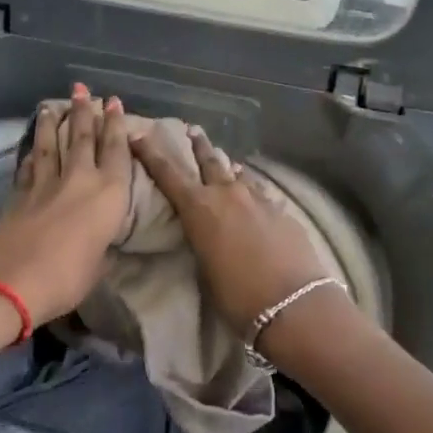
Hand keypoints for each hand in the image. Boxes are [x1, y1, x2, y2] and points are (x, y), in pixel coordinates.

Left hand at [0, 85, 130, 327]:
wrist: (10, 281)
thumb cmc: (66, 278)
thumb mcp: (97, 268)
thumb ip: (102, 250)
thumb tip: (102, 245)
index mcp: (109, 194)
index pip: (116, 150)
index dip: (116, 125)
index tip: (114, 102)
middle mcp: (80, 179)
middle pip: (83, 137)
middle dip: (85, 111)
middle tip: (83, 89)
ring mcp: (46, 183)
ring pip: (52, 144)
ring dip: (54, 123)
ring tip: (53, 104)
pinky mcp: (19, 192)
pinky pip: (30, 164)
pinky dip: (32, 152)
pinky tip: (32, 146)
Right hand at [130, 125, 335, 337]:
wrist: (294, 303)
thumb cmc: (238, 296)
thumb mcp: (205, 269)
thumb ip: (202, 241)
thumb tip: (204, 229)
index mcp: (200, 208)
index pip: (168, 174)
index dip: (151, 153)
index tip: (139, 135)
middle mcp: (227, 194)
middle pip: (209, 160)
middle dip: (198, 145)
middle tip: (192, 130)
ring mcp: (258, 198)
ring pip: (238, 172)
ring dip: (228, 166)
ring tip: (226, 162)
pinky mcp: (281, 210)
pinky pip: (259, 191)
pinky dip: (251, 188)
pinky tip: (254, 193)